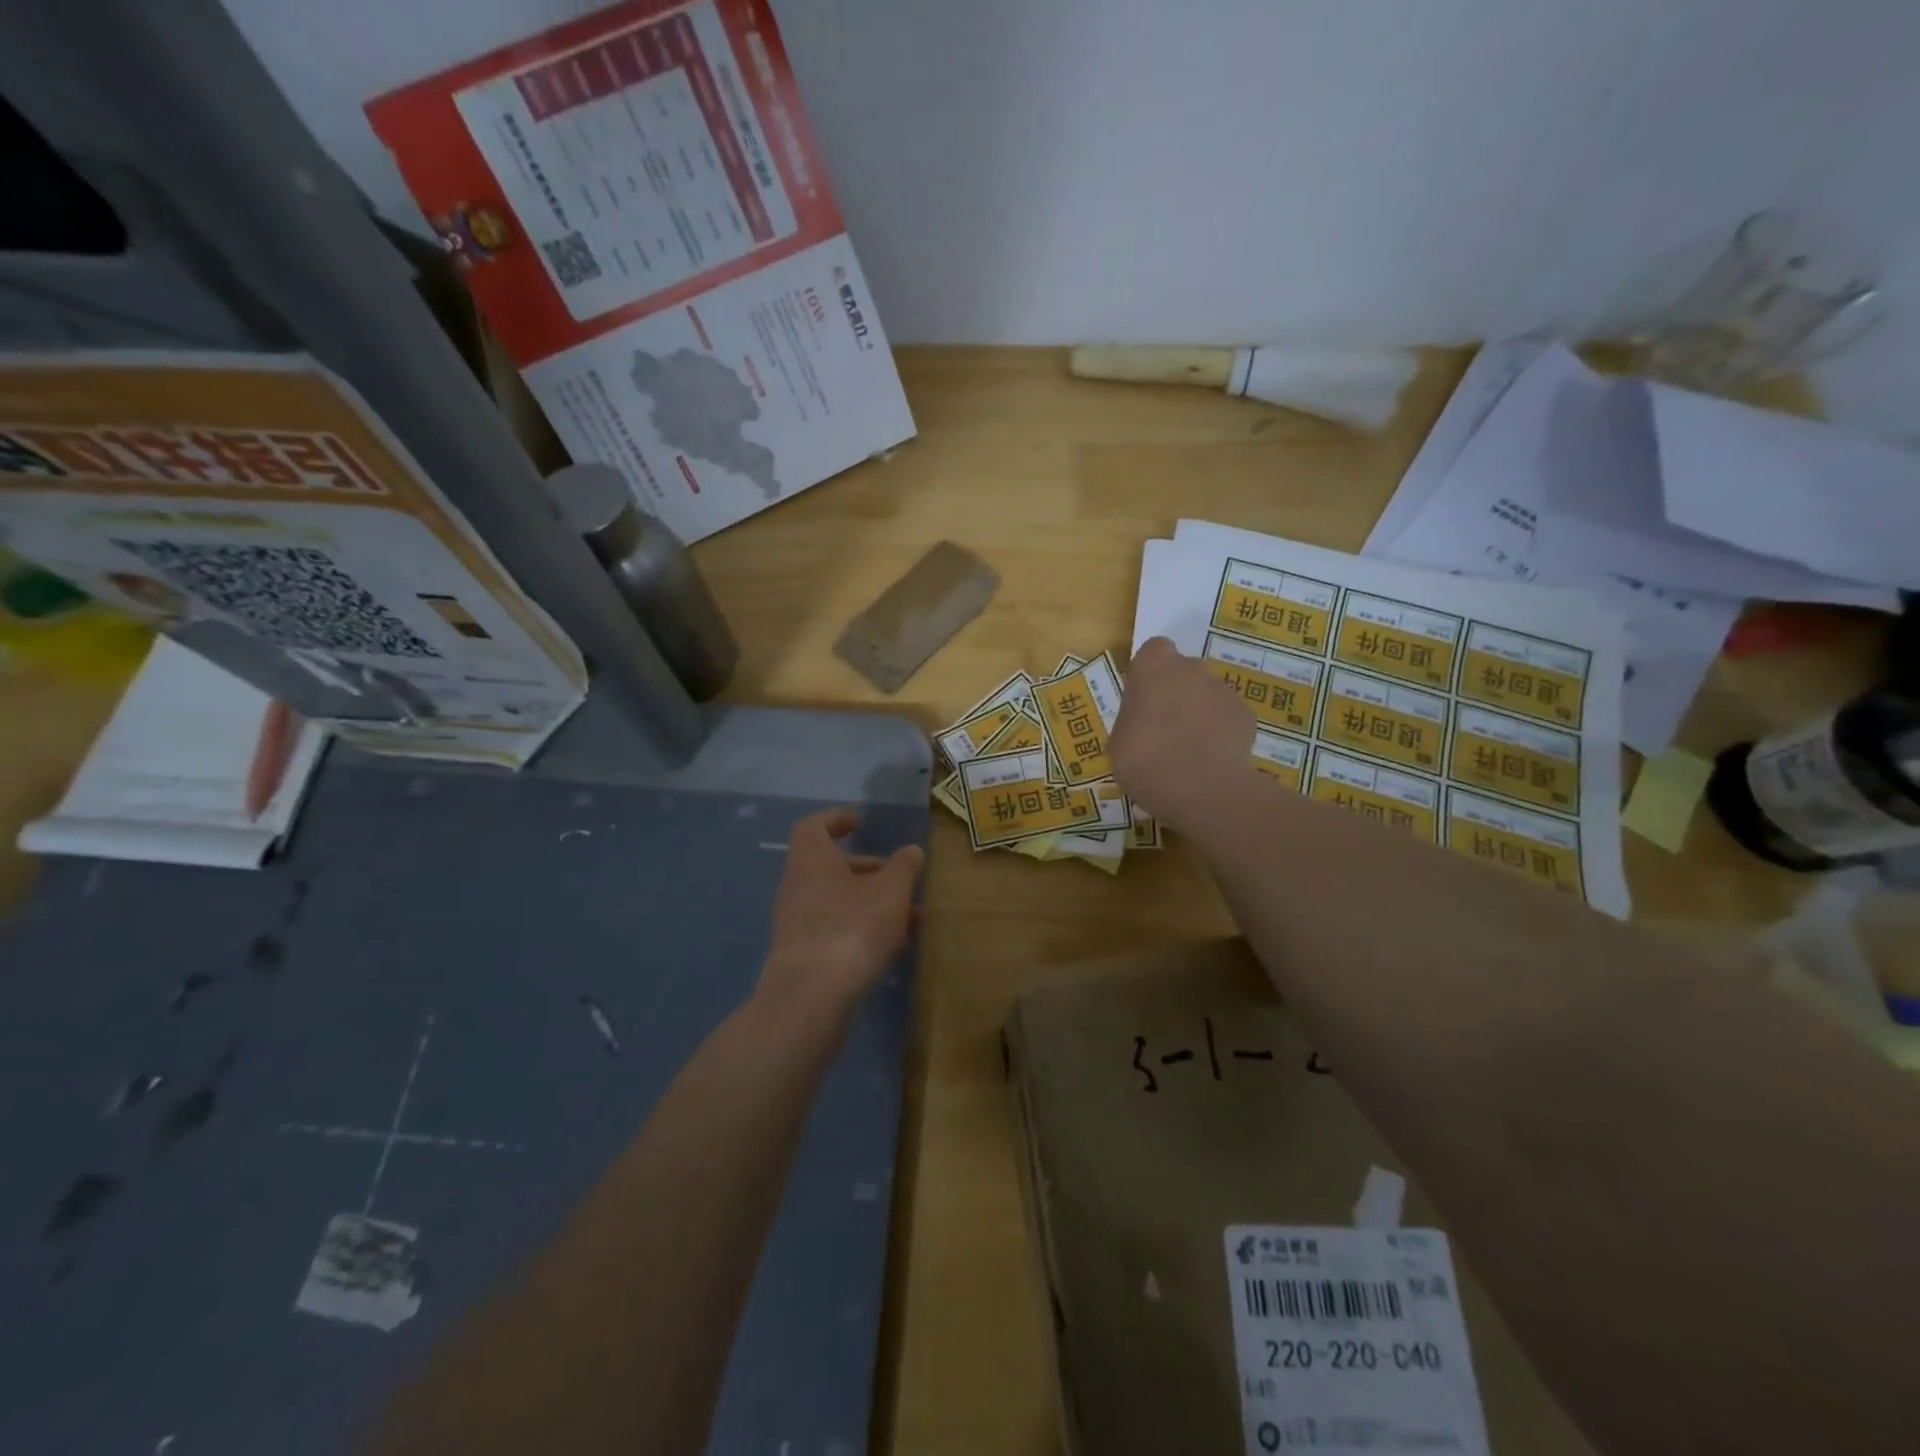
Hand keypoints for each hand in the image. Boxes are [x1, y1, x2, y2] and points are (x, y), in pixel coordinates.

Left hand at [759, 808, 923, 1014]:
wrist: (811, 998)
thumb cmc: (851, 927)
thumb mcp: (890, 891)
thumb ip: (903, 867)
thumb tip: (911, 851)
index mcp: (811, 858)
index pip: (814, 825)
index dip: (836, 819)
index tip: (860, 822)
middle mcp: (797, 885)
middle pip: (830, 865)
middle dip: (867, 868)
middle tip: (900, 877)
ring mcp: (796, 922)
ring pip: (837, 900)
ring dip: (871, 902)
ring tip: (909, 916)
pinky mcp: (803, 955)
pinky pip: (835, 929)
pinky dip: (862, 928)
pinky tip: (892, 946)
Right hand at [1110, 637, 1256, 833]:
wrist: (1198, 786)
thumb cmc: (1143, 758)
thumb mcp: (1119, 740)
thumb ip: (1133, 720)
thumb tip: (1143, 723)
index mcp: (1154, 667)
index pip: (1154, 650)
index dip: (1150, 671)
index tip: (1144, 697)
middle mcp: (1192, 668)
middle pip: (1185, 670)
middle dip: (1177, 690)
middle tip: (1164, 726)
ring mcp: (1223, 690)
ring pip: (1209, 694)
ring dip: (1200, 712)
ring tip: (1190, 748)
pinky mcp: (1246, 715)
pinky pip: (1229, 718)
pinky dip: (1222, 733)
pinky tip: (1212, 759)